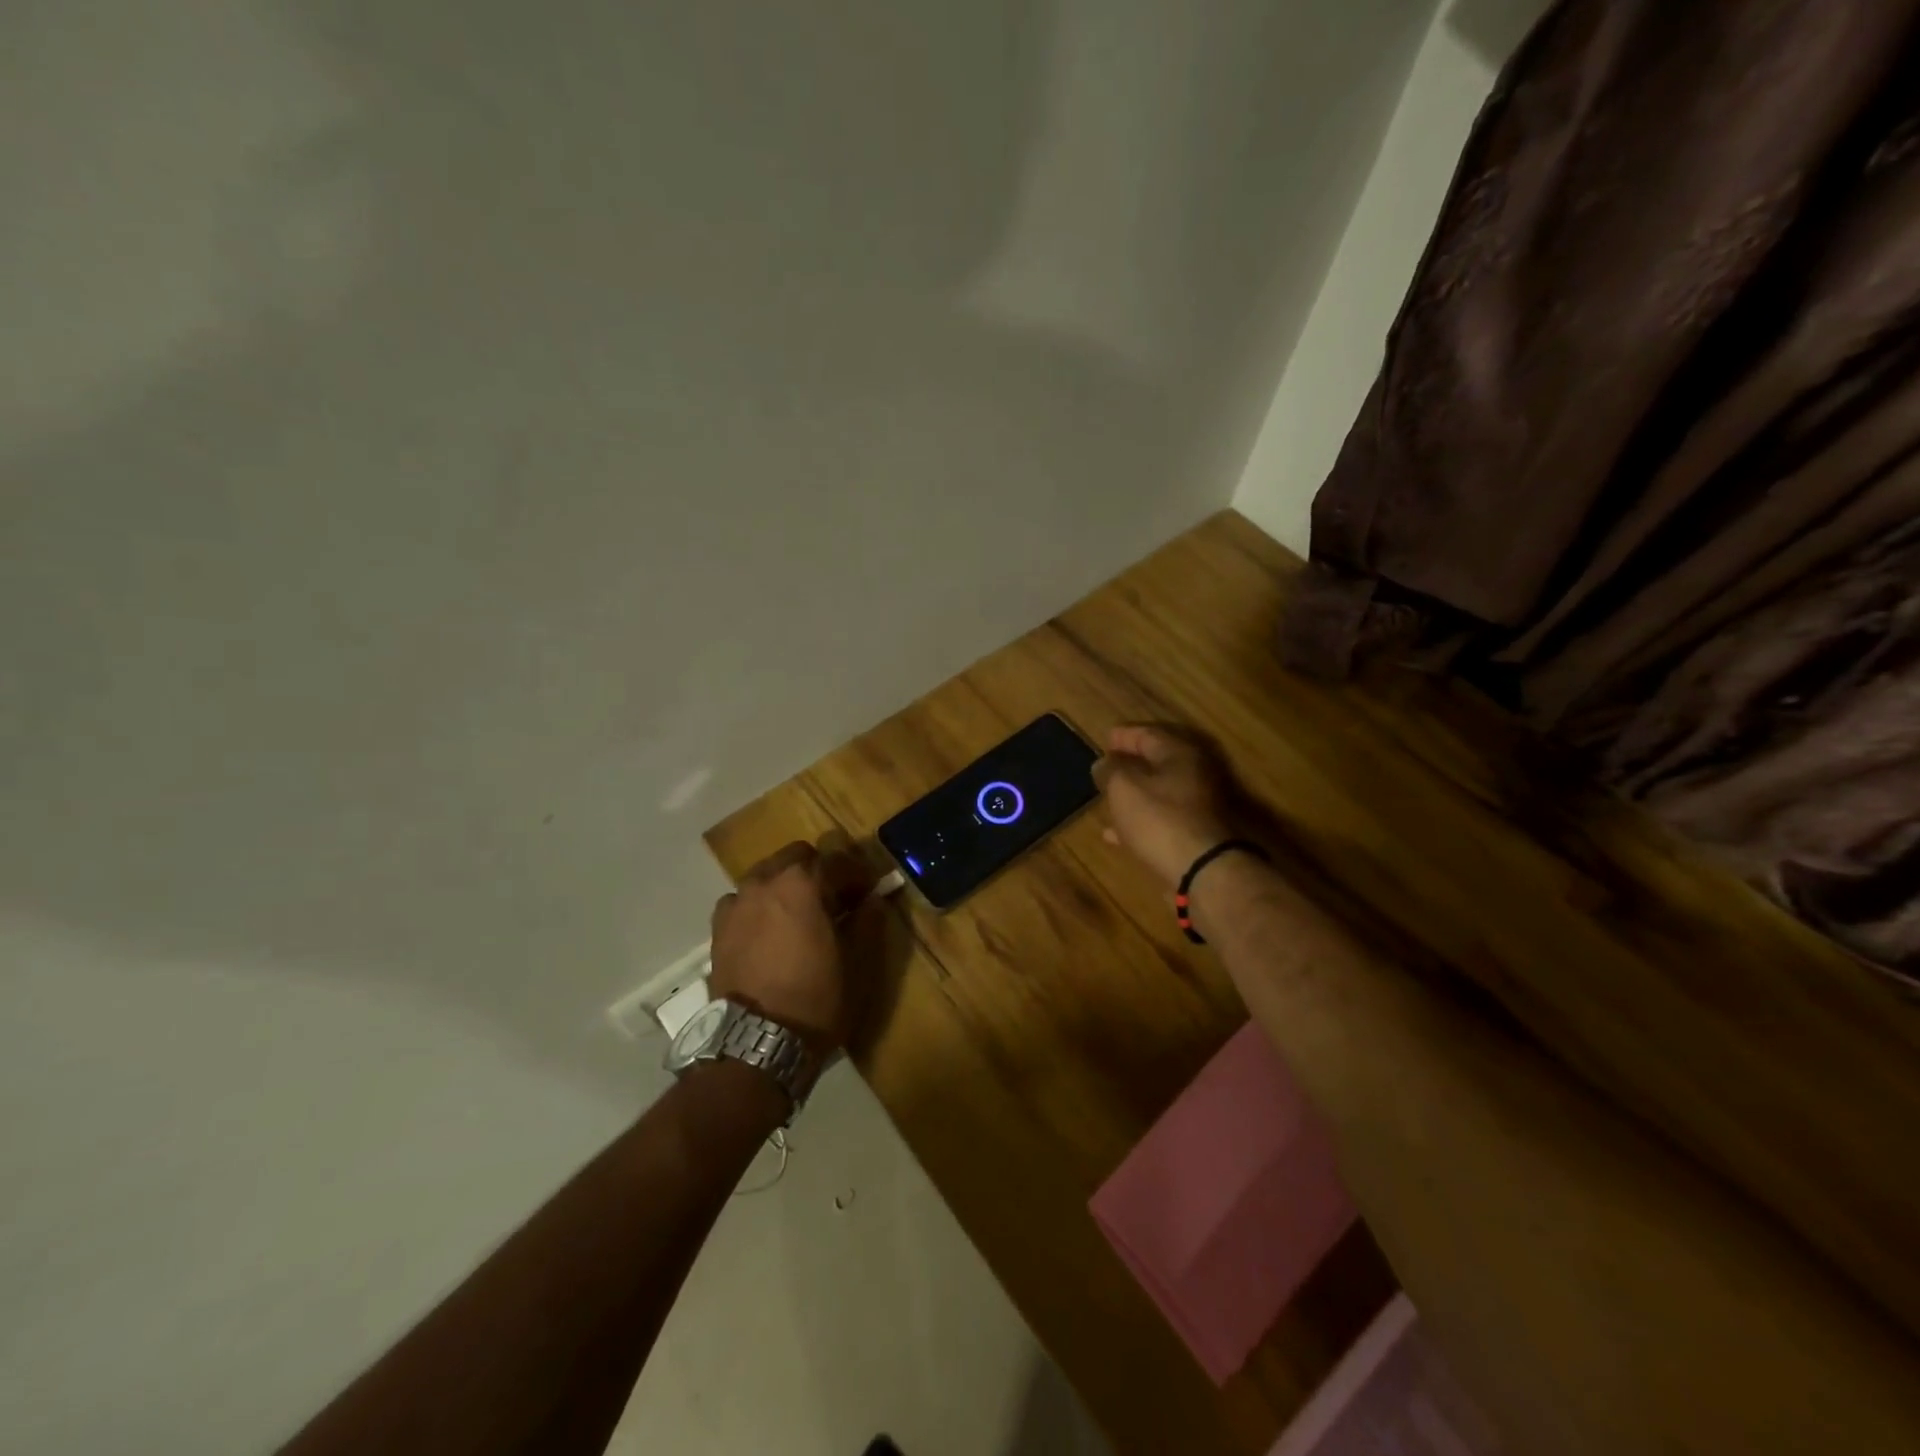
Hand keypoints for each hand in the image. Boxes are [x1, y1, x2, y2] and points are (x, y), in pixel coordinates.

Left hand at [709, 837, 878, 1054]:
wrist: (755, 1043)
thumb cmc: (816, 1000)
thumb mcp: (858, 964)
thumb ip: (868, 922)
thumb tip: (872, 899)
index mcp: (803, 884)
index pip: (838, 860)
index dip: (858, 874)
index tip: (868, 891)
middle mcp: (766, 882)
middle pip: (797, 856)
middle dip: (819, 870)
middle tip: (835, 900)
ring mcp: (737, 903)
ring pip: (766, 874)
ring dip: (786, 884)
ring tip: (799, 915)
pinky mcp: (718, 928)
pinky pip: (742, 901)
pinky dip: (759, 906)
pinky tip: (768, 930)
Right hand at [1093, 724, 1243, 891]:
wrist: (1203, 871)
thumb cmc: (1160, 819)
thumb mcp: (1123, 787)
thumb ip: (1110, 770)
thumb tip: (1104, 763)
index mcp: (1179, 754)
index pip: (1148, 734)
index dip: (1124, 735)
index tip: (1105, 738)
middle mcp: (1194, 775)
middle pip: (1157, 763)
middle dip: (1130, 764)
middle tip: (1107, 766)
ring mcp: (1197, 807)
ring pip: (1158, 793)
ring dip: (1133, 795)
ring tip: (1106, 799)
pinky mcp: (1194, 835)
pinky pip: (1161, 820)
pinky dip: (1139, 822)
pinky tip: (1115, 834)